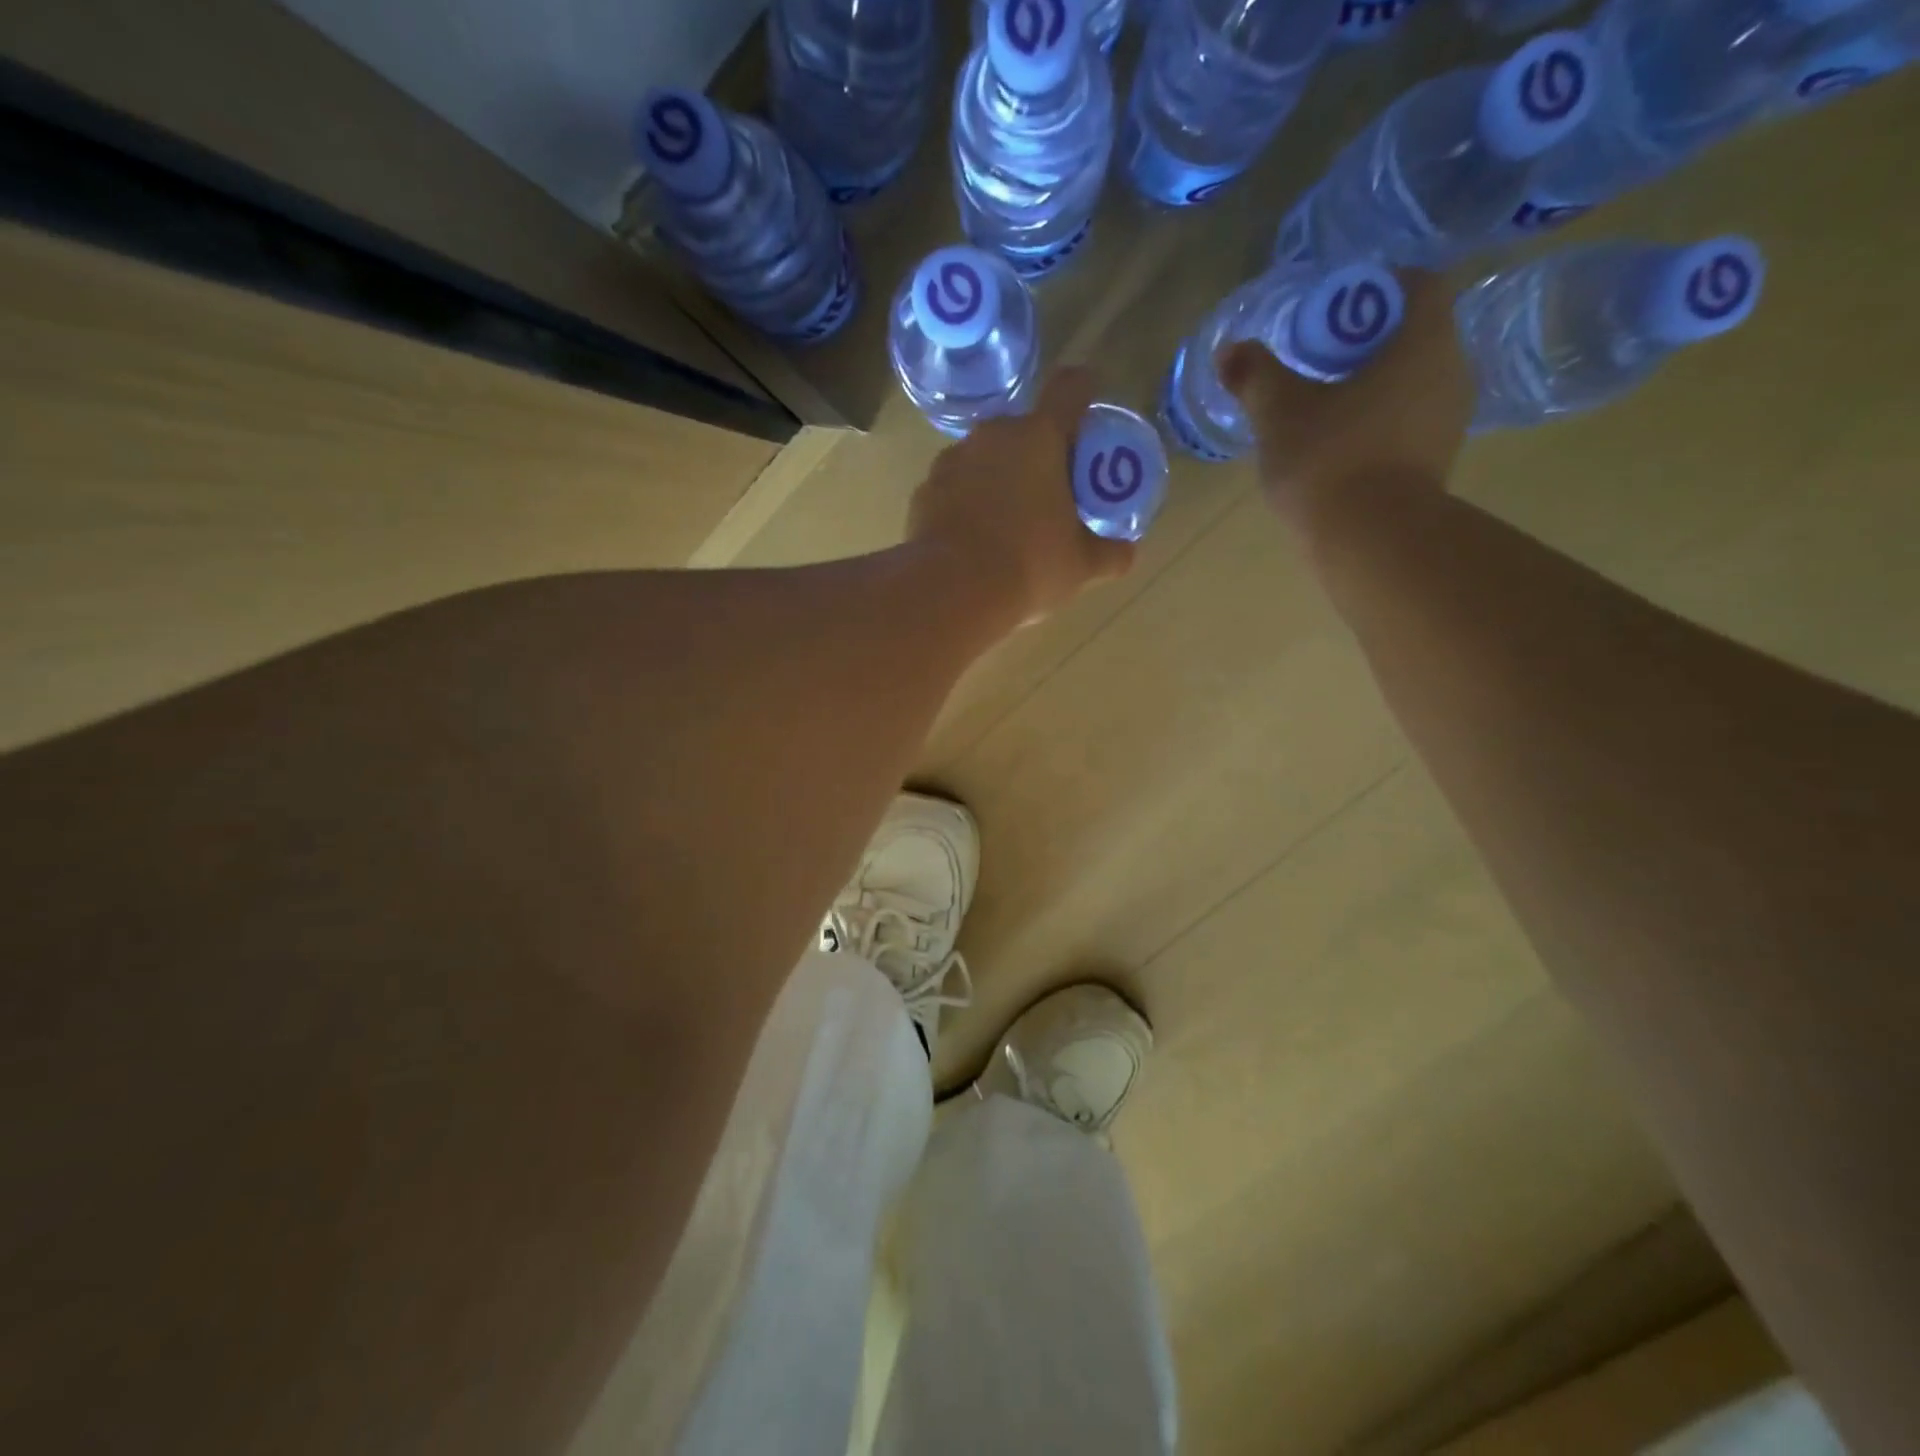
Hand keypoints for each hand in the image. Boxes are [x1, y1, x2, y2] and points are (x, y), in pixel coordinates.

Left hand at [908, 368, 1135, 626]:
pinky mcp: (924, 490)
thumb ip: (1109, 553)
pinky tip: (973, 538)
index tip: (1088, 415)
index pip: (1070, 389)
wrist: (950, 592)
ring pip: (985, 457)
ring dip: (999, 477)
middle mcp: (993, 435)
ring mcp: (952, 460)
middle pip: (1024, 429)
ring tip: (1007, 523)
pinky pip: (955, 486)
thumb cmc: (1028, 567)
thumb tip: (1126, 552)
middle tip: (1051, 493)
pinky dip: (967, 502)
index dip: (1084, 393)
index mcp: (1039, 437)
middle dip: (1039, 453)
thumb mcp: (1080, 565)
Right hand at [1217, 270, 1473, 533]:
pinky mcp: (1435, 463)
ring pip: (1411, 382)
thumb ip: (1256, 375)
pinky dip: (1377, 422)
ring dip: (1371, 385)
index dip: (1374, 288)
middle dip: (1366, 341)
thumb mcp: (1279, 413)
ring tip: (1322, 405)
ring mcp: (1449, 422)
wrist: (1368, 541)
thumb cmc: (1329, 459)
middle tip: (1317, 359)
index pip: (1417, 284)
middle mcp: (1451, 372)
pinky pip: (1407, 423)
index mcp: (1424, 342)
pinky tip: (1338, 445)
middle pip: (1413, 335)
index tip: (1332, 311)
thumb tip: (1230, 351)